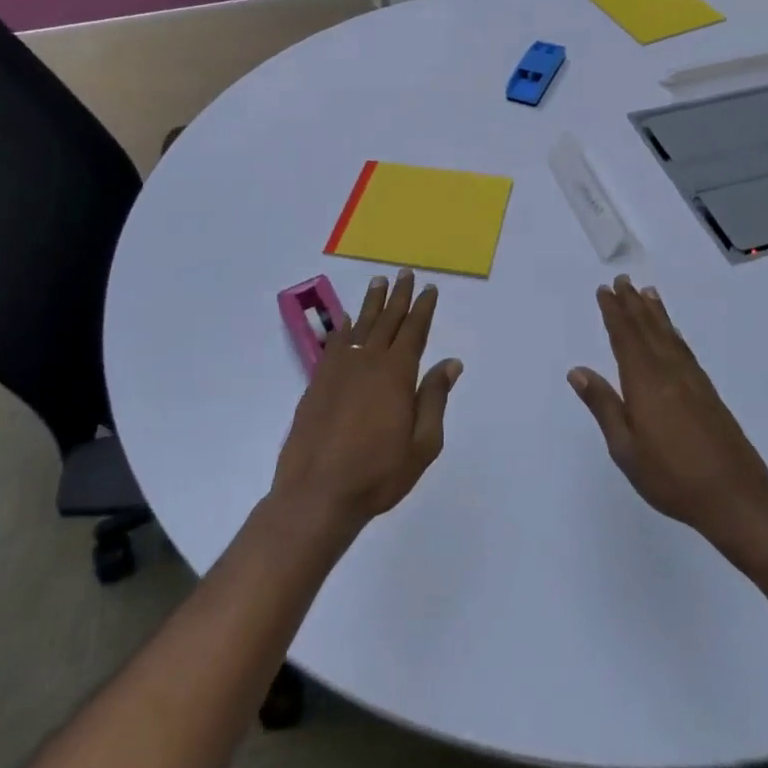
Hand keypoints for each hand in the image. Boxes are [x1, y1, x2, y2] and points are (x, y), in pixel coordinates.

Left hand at [272, 269, 461, 535]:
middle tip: (404, 273)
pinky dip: (343, 329)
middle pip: (387, 321)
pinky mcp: (317, 382)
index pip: (414, 331)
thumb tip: (450, 363)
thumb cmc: (378, 474)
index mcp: (396, 374)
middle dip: (399, 296)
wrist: (317, 493)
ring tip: (379, 282)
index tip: (429, 288)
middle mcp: (368, 362)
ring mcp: (339, 370)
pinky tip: (347, 321)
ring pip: (360, 326)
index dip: (422, 308)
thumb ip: (434, 399)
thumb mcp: (422, 444)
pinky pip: (334, 345)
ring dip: (372, 303)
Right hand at [569, 276, 767, 544]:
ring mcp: (692, 381)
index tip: (605, 290)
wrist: (735, 497)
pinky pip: (684, 349)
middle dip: (633, 304)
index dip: (614, 313)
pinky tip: (672, 333)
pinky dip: (674, 333)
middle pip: (648, 329)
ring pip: (669, 336)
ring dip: (655, 313)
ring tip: (647, 293)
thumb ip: (604, 406)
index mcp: (645, 382)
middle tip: (623, 280)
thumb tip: (578, 370)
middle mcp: (669, 372)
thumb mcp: (625, 448)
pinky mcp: (708, 393)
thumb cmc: (671, 476)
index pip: (625, 338)